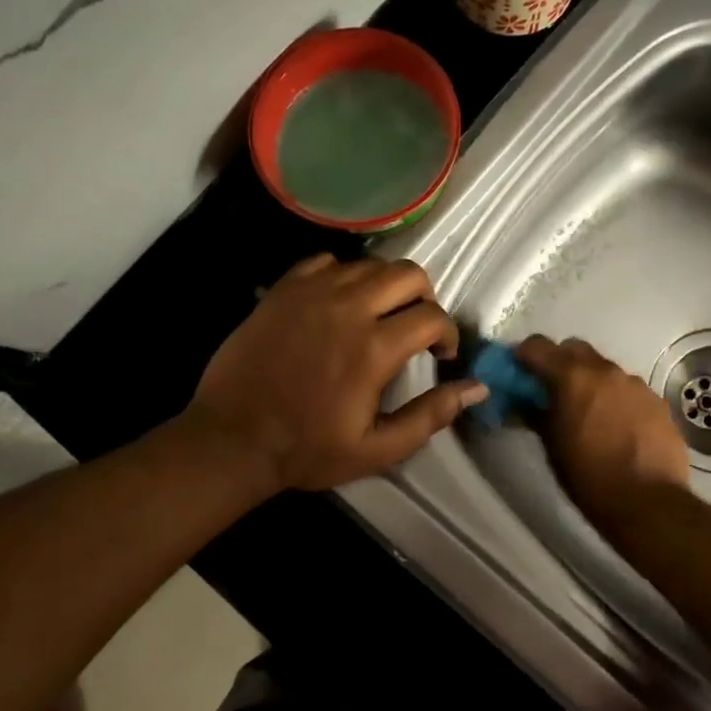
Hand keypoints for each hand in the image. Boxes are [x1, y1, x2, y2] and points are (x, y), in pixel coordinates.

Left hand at [187, 254, 486, 492]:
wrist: (232, 438)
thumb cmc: (308, 449)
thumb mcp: (378, 448)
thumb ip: (431, 415)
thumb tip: (477, 387)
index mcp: (374, 348)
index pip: (432, 316)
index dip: (447, 334)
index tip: (441, 355)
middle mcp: (348, 308)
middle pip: (408, 274)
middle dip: (424, 298)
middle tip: (415, 326)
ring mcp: (312, 293)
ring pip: (369, 264)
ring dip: (386, 286)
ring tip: (379, 314)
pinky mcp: (284, 289)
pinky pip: (326, 261)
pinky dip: (343, 275)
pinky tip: (338, 302)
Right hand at [516, 336, 689, 526]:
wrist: (647, 502)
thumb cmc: (588, 476)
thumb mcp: (551, 446)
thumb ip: (536, 413)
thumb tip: (523, 401)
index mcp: (572, 377)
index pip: (538, 345)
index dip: (524, 355)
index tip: (519, 371)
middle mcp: (605, 370)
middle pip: (575, 349)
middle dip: (559, 362)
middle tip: (552, 389)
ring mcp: (635, 383)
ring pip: (604, 368)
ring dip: (591, 381)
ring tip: (588, 412)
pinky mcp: (657, 401)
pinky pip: (628, 389)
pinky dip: (616, 398)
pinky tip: (617, 425)